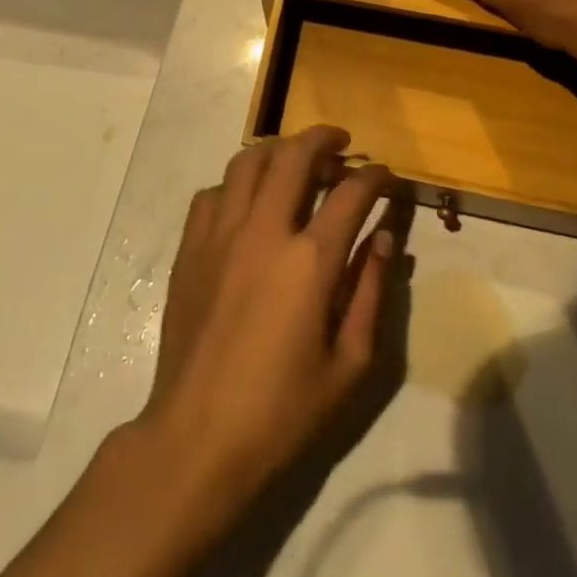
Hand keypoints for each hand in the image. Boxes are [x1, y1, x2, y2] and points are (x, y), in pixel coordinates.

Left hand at [138, 127, 394, 530]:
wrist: (197, 438)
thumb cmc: (282, 411)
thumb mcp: (349, 364)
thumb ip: (371, 293)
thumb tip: (385, 240)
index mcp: (310, 260)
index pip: (351, 193)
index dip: (375, 177)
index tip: (386, 176)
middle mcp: (263, 230)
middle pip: (294, 155)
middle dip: (323, 138)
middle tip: (341, 142)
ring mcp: (220, 234)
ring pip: (247, 162)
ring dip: (278, 150)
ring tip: (295, 160)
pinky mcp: (190, 248)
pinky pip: (213, 193)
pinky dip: (236, 185)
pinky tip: (248, 203)